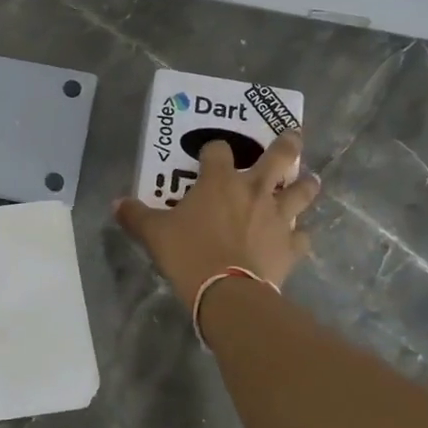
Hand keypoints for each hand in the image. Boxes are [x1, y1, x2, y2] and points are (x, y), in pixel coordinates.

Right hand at [116, 129, 319, 306]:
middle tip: (293, 134)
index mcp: (219, 181)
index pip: (218, 150)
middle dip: (287, 144)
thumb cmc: (189, 254)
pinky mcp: (291, 245)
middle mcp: (254, 190)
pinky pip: (303, 236)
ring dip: (306, 183)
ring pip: (302, 191)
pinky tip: (297, 238)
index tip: (210, 155)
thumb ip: (136, 215)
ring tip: (310, 179)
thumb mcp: (154, 234)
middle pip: (279, 157)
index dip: (214, 150)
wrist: (227, 292)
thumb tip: (118, 204)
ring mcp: (278, 216)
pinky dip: (300, 236)